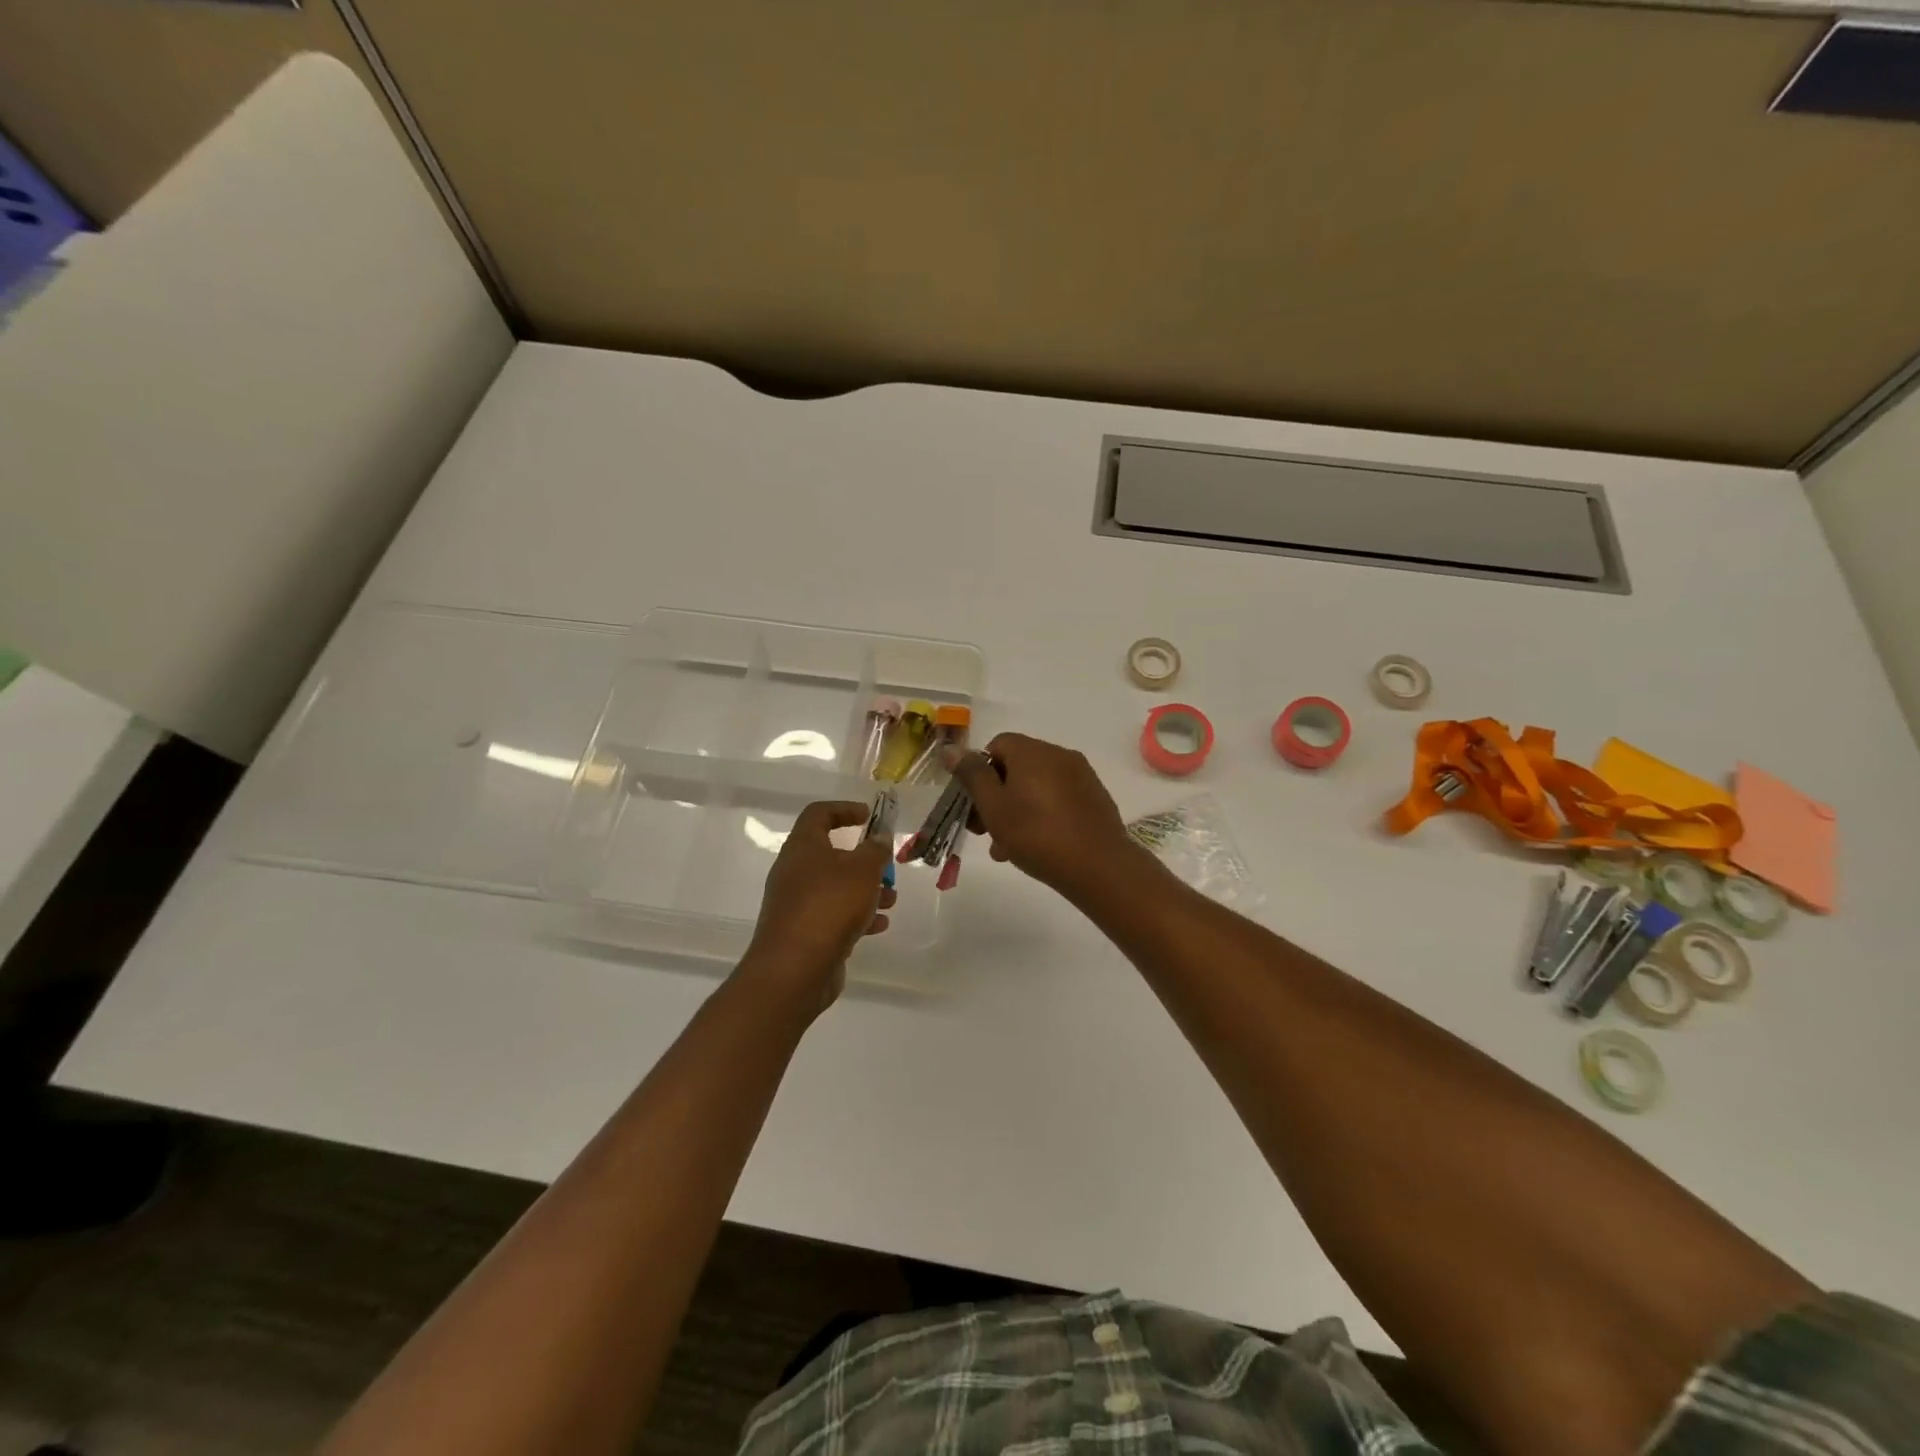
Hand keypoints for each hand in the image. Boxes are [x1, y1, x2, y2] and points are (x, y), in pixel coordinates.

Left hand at [743, 801, 894, 1010]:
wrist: (794, 969)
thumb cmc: (829, 906)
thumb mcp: (862, 871)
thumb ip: (875, 851)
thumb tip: (879, 838)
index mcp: (802, 847)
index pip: (818, 814)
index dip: (843, 809)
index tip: (868, 816)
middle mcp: (794, 871)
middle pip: (830, 854)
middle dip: (863, 860)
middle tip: (886, 867)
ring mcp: (796, 904)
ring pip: (835, 887)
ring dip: (865, 890)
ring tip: (891, 901)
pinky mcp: (803, 932)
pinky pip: (833, 915)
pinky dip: (856, 917)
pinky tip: (879, 926)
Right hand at [950, 734, 1145, 899]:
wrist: (1097, 865)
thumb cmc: (1036, 834)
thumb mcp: (994, 806)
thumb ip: (972, 775)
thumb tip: (953, 749)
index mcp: (1032, 751)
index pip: (997, 745)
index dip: (980, 772)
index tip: (974, 803)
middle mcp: (1059, 755)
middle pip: (1017, 767)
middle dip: (996, 796)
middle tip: (984, 831)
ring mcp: (1081, 776)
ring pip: (1037, 787)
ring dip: (1017, 811)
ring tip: (1007, 848)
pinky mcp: (1095, 798)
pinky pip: (1058, 800)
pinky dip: (1043, 815)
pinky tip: (1037, 847)